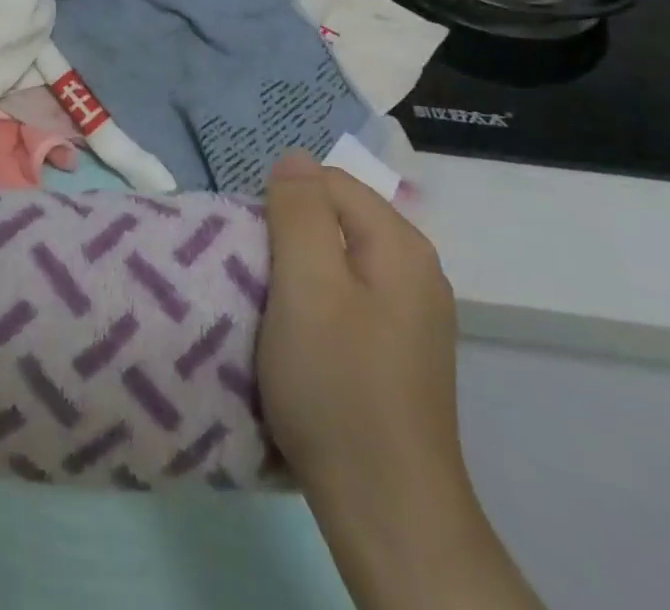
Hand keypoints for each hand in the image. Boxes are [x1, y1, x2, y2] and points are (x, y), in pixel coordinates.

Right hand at [260, 152, 542, 609]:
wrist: (386, 512)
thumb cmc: (337, 385)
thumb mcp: (306, 285)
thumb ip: (298, 211)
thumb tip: (294, 158)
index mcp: (400, 245)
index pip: (328, 182)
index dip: (283, 204)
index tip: (255, 250)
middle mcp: (415, 271)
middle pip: (334, 219)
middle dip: (288, 236)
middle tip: (256, 279)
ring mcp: (410, 316)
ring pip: (336, 260)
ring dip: (296, 273)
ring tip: (267, 309)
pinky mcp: (396, 352)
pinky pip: (345, 298)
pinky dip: (313, 305)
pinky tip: (297, 341)